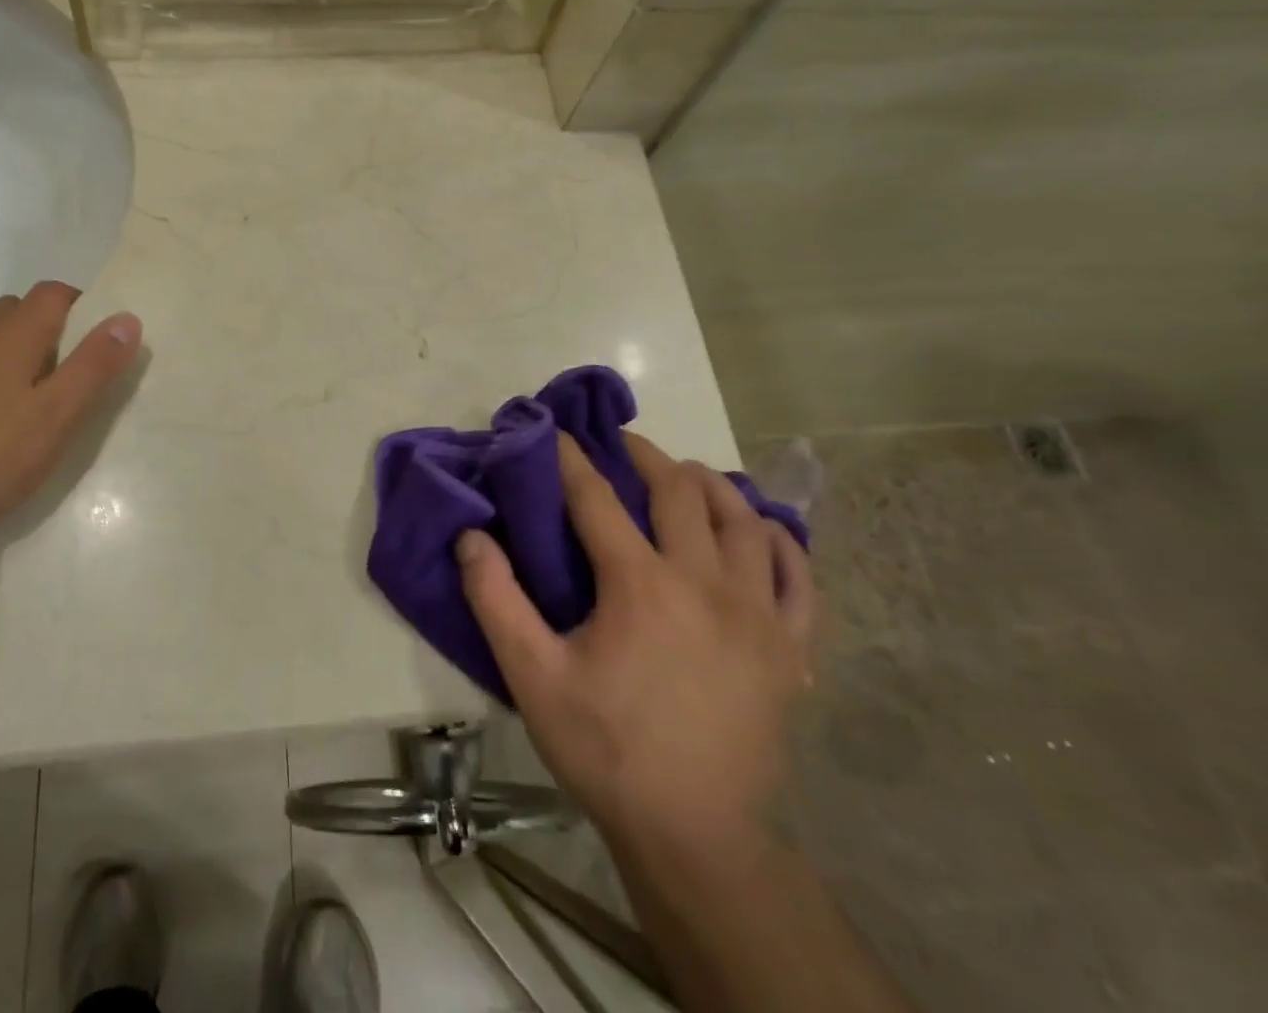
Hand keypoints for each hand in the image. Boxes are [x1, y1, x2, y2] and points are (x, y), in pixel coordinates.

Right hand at [458, 432, 813, 856]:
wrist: (694, 835)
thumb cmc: (606, 750)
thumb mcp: (532, 677)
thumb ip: (495, 600)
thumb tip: (470, 537)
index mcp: (640, 585)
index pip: (597, 499)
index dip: (571, 460)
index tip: (555, 432)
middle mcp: (705, 583)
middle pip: (679, 493)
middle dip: (645, 457)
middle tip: (620, 444)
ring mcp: (758, 614)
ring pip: (743, 521)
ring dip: (711, 486)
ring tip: (685, 475)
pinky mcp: (789, 649)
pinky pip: (798, 576)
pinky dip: (778, 541)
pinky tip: (758, 530)